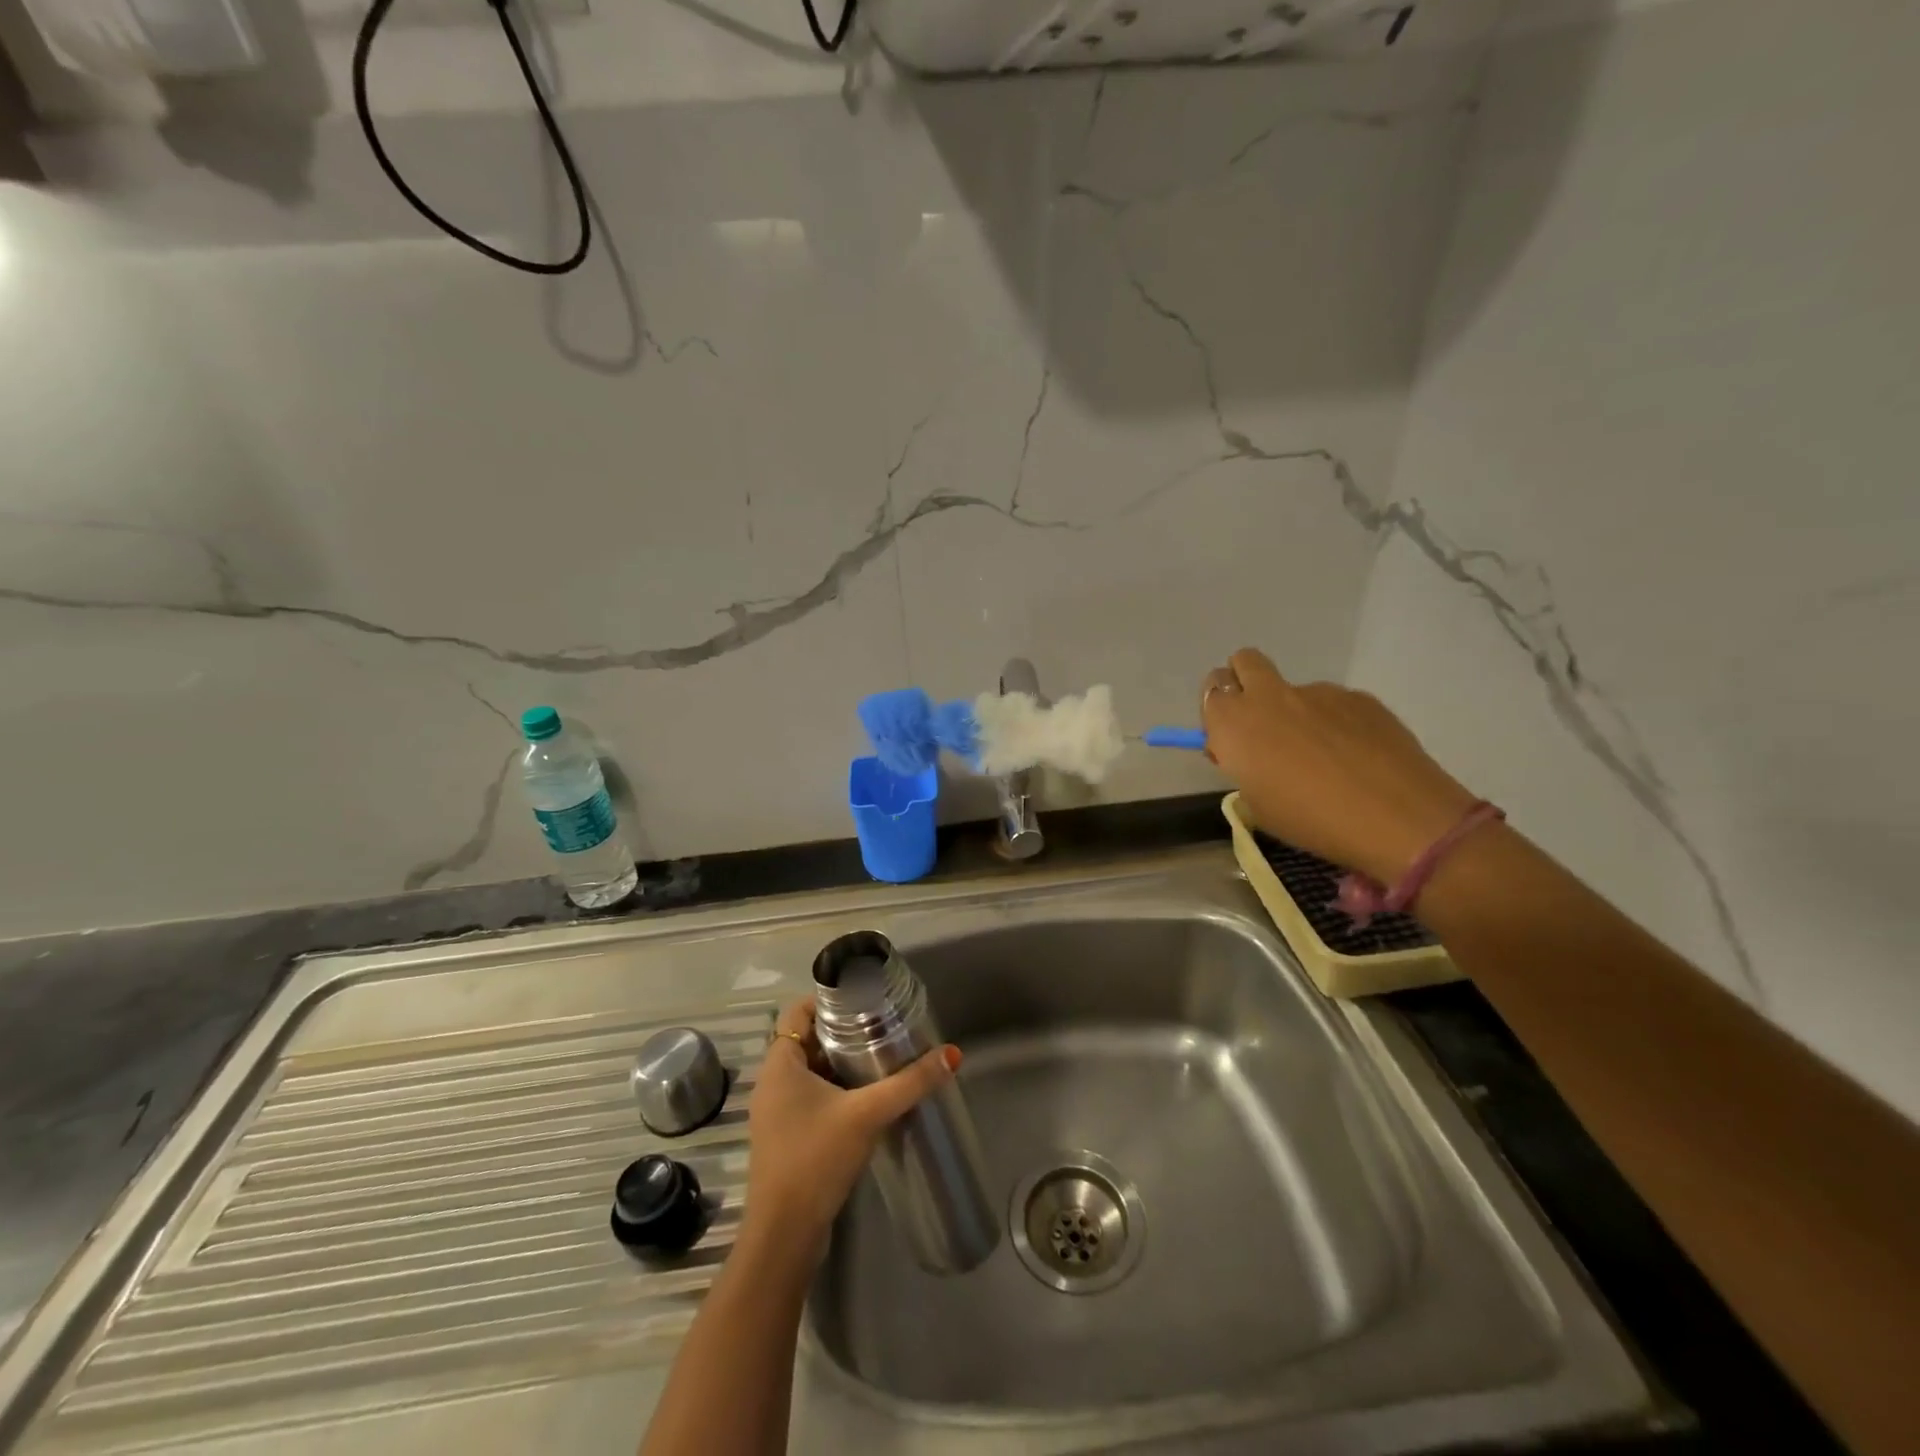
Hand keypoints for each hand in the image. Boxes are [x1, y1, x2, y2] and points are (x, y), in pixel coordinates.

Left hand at [744, 998, 959, 1262]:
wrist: (784, 1236)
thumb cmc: (816, 1159)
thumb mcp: (868, 1114)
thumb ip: (910, 1083)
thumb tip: (952, 1054)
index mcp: (779, 1064)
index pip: (800, 1010)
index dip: (830, 999)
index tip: (866, 999)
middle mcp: (773, 1081)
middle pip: (809, 1038)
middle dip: (845, 1031)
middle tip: (884, 1026)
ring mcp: (777, 1111)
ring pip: (812, 1070)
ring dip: (842, 1062)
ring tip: (883, 1056)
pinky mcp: (787, 1136)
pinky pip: (812, 1096)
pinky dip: (837, 1089)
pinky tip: (869, 1097)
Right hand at [1201, 647, 1478, 885]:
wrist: (1396, 817)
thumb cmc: (1309, 819)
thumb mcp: (1256, 803)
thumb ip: (1243, 765)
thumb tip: (1249, 751)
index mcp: (1235, 722)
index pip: (1211, 690)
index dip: (1217, 711)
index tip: (1229, 739)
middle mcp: (1270, 696)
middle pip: (1244, 661)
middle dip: (1244, 682)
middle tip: (1261, 724)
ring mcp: (1319, 692)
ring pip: (1294, 689)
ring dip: (1295, 710)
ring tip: (1323, 757)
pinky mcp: (1359, 697)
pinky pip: (1333, 703)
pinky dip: (1334, 722)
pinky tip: (1355, 757)